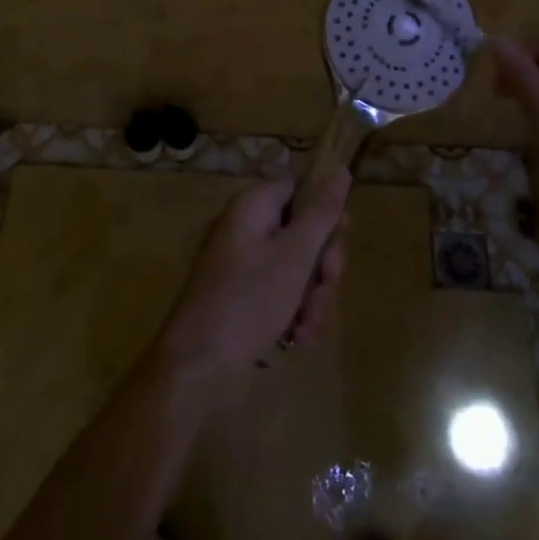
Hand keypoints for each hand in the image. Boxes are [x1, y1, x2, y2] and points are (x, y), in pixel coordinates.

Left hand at [155, 171, 349, 379]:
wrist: (197, 370)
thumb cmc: (248, 302)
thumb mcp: (294, 255)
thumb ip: (321, 212)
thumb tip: (340, 169)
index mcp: (252, 207)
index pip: (297, 186)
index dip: (323, 207)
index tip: (340, 234)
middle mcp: (248, 230)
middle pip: (303, 230)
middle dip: (322, 263)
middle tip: (327, 284)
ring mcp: (246, 266)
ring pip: (299, 267)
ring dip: (313, 296)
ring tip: (308, 325)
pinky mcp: (246, 299)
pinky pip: (284, 294)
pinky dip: (297, 313)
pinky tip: (298, 338)